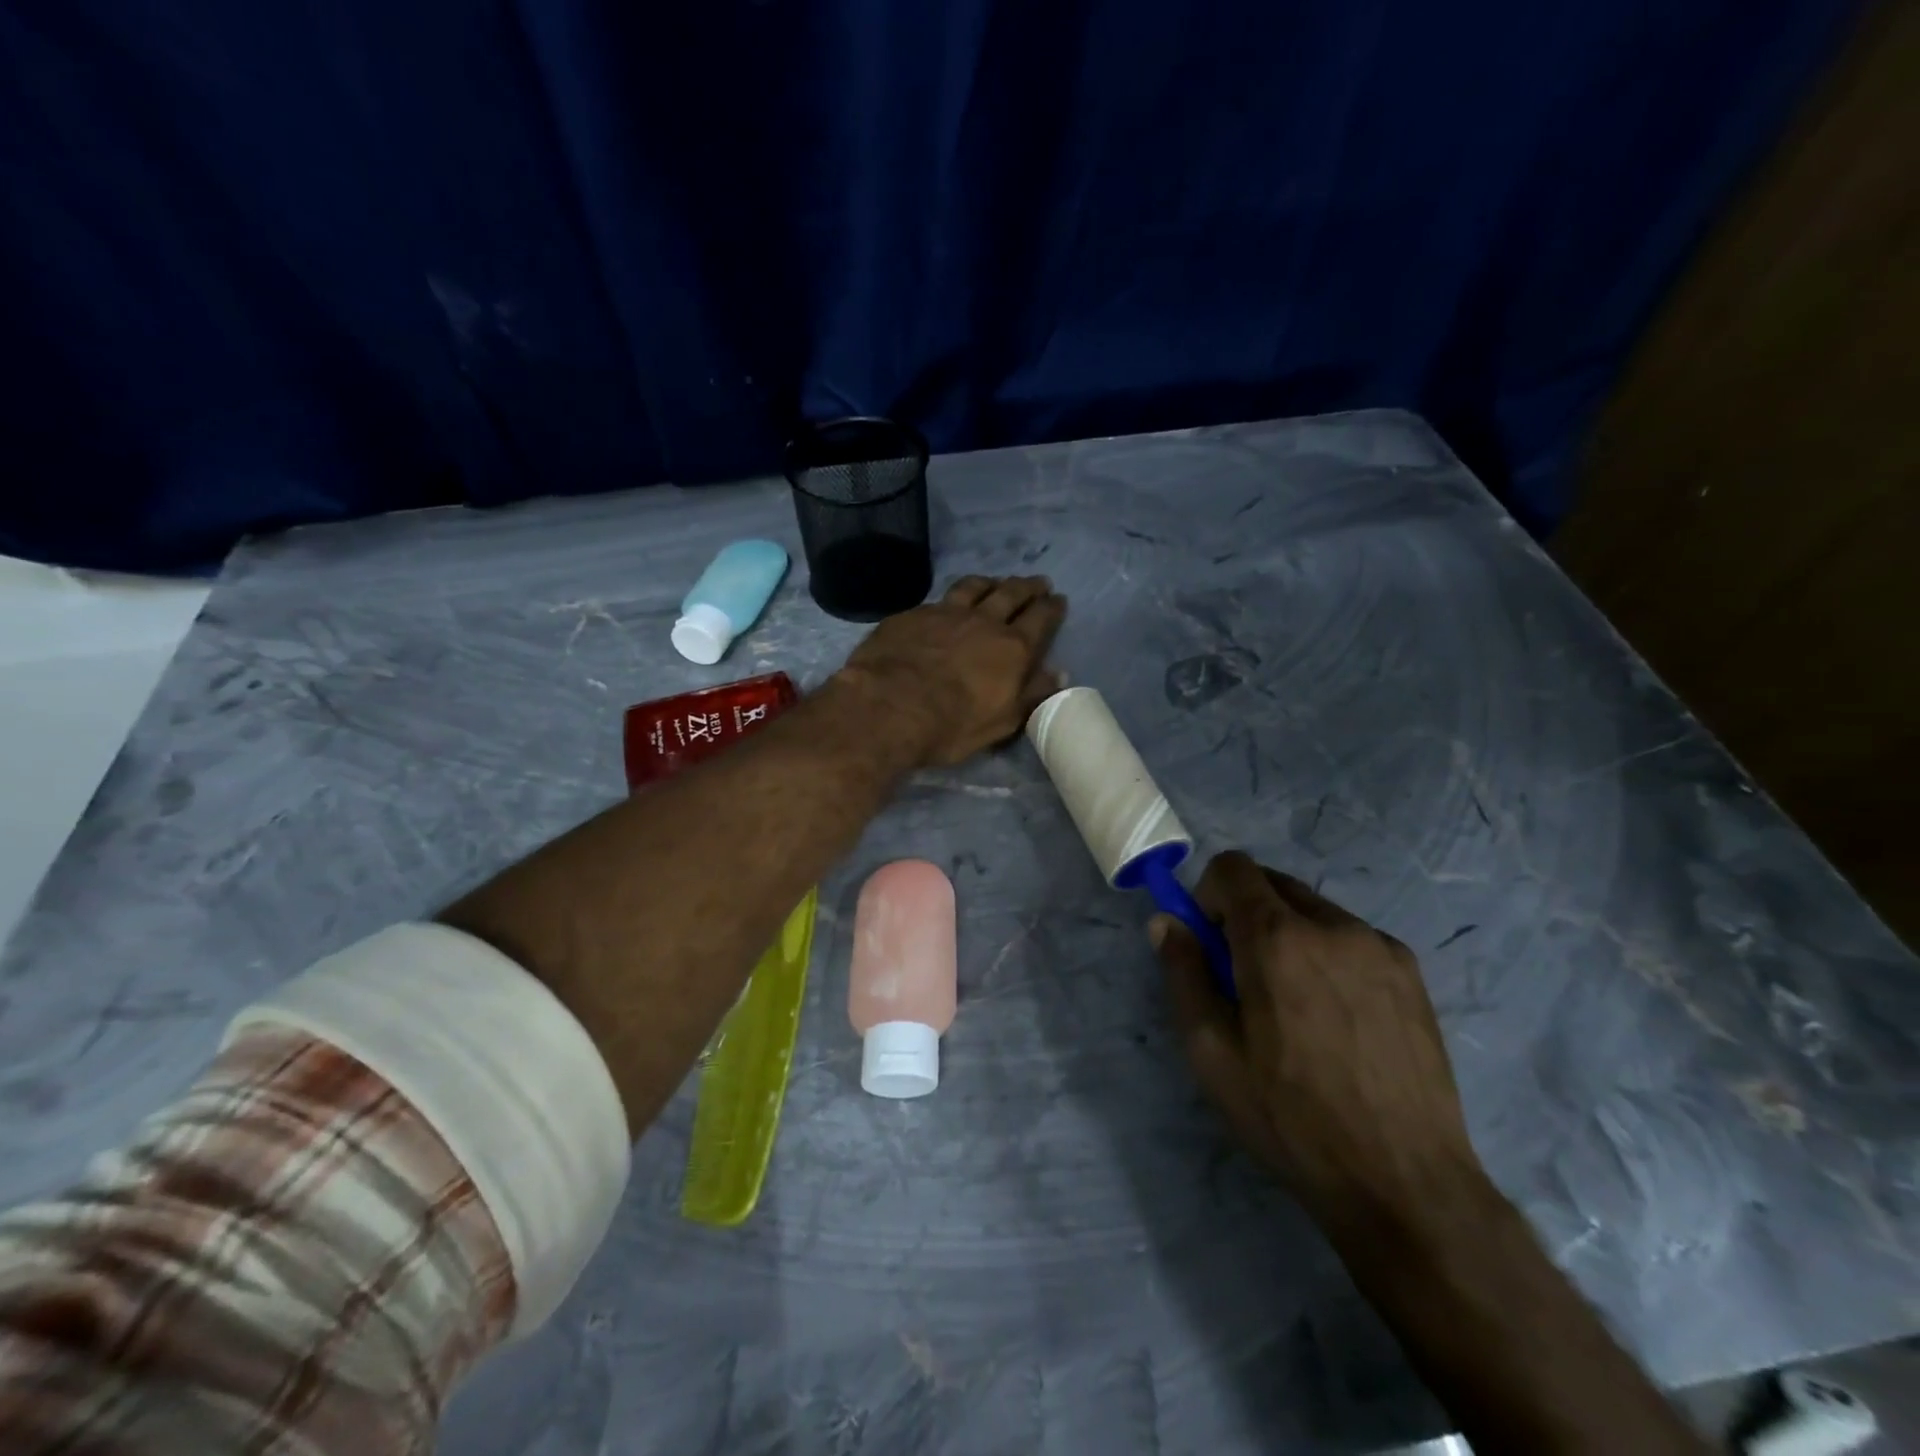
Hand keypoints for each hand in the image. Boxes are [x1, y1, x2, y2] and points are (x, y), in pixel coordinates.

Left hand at [835, 576, 1066, 766]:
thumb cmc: (951, 725)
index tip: (1058, 600)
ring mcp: (945, 613)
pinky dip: (951, 597)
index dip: (1051, 608)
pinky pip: (938, 599)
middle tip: (1037, 582)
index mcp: (1012, 648)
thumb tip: (1058, 674)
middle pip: (1011, 594)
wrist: (888, 706)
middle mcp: (983, 621)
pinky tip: (946, 603)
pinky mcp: (912, 615)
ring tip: (996, 582)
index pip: (1040, 620)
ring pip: (974, 587)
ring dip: (990, 582)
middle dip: (1027, 587)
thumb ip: (1031, 695)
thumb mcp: (1001, 721)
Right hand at [1151, 852, 1484, 1217]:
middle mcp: (1332, 925)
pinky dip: (1329, 954)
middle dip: (1245, 912)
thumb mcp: (1212, 1052)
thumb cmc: (1290, 1117)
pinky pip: (1353, 938)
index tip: (1209, 941)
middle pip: (1273, 883)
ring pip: (1314, 910)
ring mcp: (1380, 947)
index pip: (1232, 868)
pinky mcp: (1413, 974)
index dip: (1208, 894)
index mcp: (1277, 938)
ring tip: (1296, 1005)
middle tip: (1245, 976)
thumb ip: (1183, 973)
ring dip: (1289, 933)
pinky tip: (1338, 1018)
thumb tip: (1167, 921)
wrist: (1405, 1182)